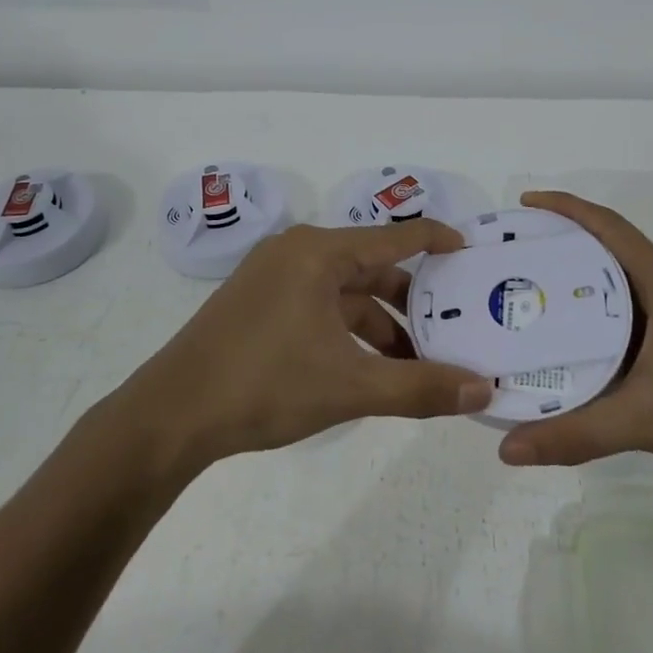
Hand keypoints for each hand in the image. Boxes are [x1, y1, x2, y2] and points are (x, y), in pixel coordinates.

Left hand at [124, 220, 494, 469]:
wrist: (170, 415)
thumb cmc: (263, 385)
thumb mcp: (350, 387)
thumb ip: (420, 387)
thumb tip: (482, 390)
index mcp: (318, 253)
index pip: (395, 237)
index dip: (437, 241)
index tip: (472, 253)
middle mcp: (297, 252)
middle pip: (371, 266)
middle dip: (412, 300)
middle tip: (453, 325)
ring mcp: (273, 277)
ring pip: (345, 292)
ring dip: (381, 324)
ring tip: (416, 363)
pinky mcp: (259, 304)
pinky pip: (320, 306)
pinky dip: (349, 331)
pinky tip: (370, 368)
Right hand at [496, 191, 652, 498]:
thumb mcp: (644, 419)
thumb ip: (575, 433)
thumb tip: (507, 448)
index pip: (609, 227)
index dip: (566, 207)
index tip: (524, 202)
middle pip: (605, 250)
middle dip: (559, 242)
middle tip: (511, 253)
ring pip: (611, 286)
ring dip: (572, 282)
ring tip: (523, 290)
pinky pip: (619, 318)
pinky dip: (586, 319)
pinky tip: (558, 340)